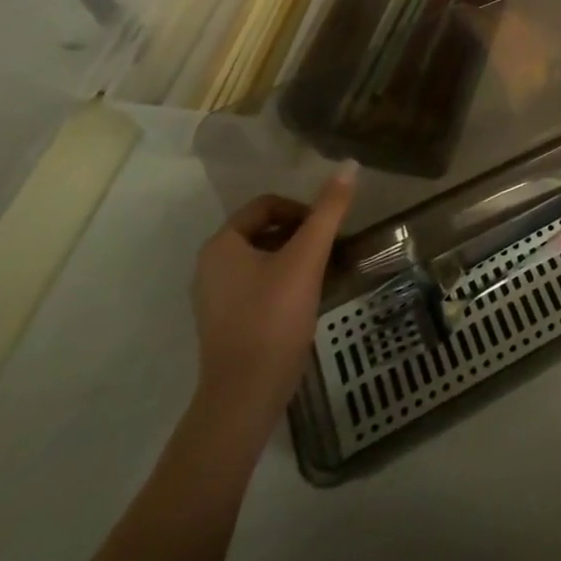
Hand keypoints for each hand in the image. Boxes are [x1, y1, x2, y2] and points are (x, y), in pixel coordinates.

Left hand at [191, 163, 357, 438]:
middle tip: (328, 249)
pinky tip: (306, 298)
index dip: (301, 209)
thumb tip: (350, 164)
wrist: (245, 396)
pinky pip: (258, 284)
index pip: (267, 205)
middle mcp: (211, 266)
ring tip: (322, 272)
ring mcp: (215, 297)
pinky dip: (283, 281)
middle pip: (264, 230)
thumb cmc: (273, 317)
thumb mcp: (307, 257)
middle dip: (300, 234)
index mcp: (222, 245)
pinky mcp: (226, 322)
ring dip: (294, 258)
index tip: (327, 229)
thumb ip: (329, 210)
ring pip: (263, 259)